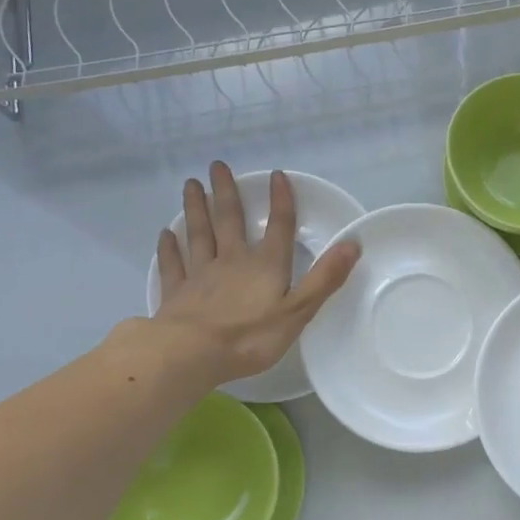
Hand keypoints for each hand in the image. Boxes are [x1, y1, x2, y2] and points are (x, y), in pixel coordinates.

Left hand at [153, 163, 360, 383]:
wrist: (190, 354)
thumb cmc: (250, 336)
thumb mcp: (299, 310)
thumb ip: (325, 278)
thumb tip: (353, 243)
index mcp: (265, 265)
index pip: (278, 227)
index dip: (281, 201)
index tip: (277, 174)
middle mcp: (232, 261)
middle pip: (229, 220)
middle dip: (226, 192)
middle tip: (217, 165)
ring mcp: (200, 275)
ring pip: (199, 234)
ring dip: (196, 209)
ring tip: (191, 184)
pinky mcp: (176, 293)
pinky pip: (173, 265)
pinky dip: (169, 248)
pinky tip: (166, 235)